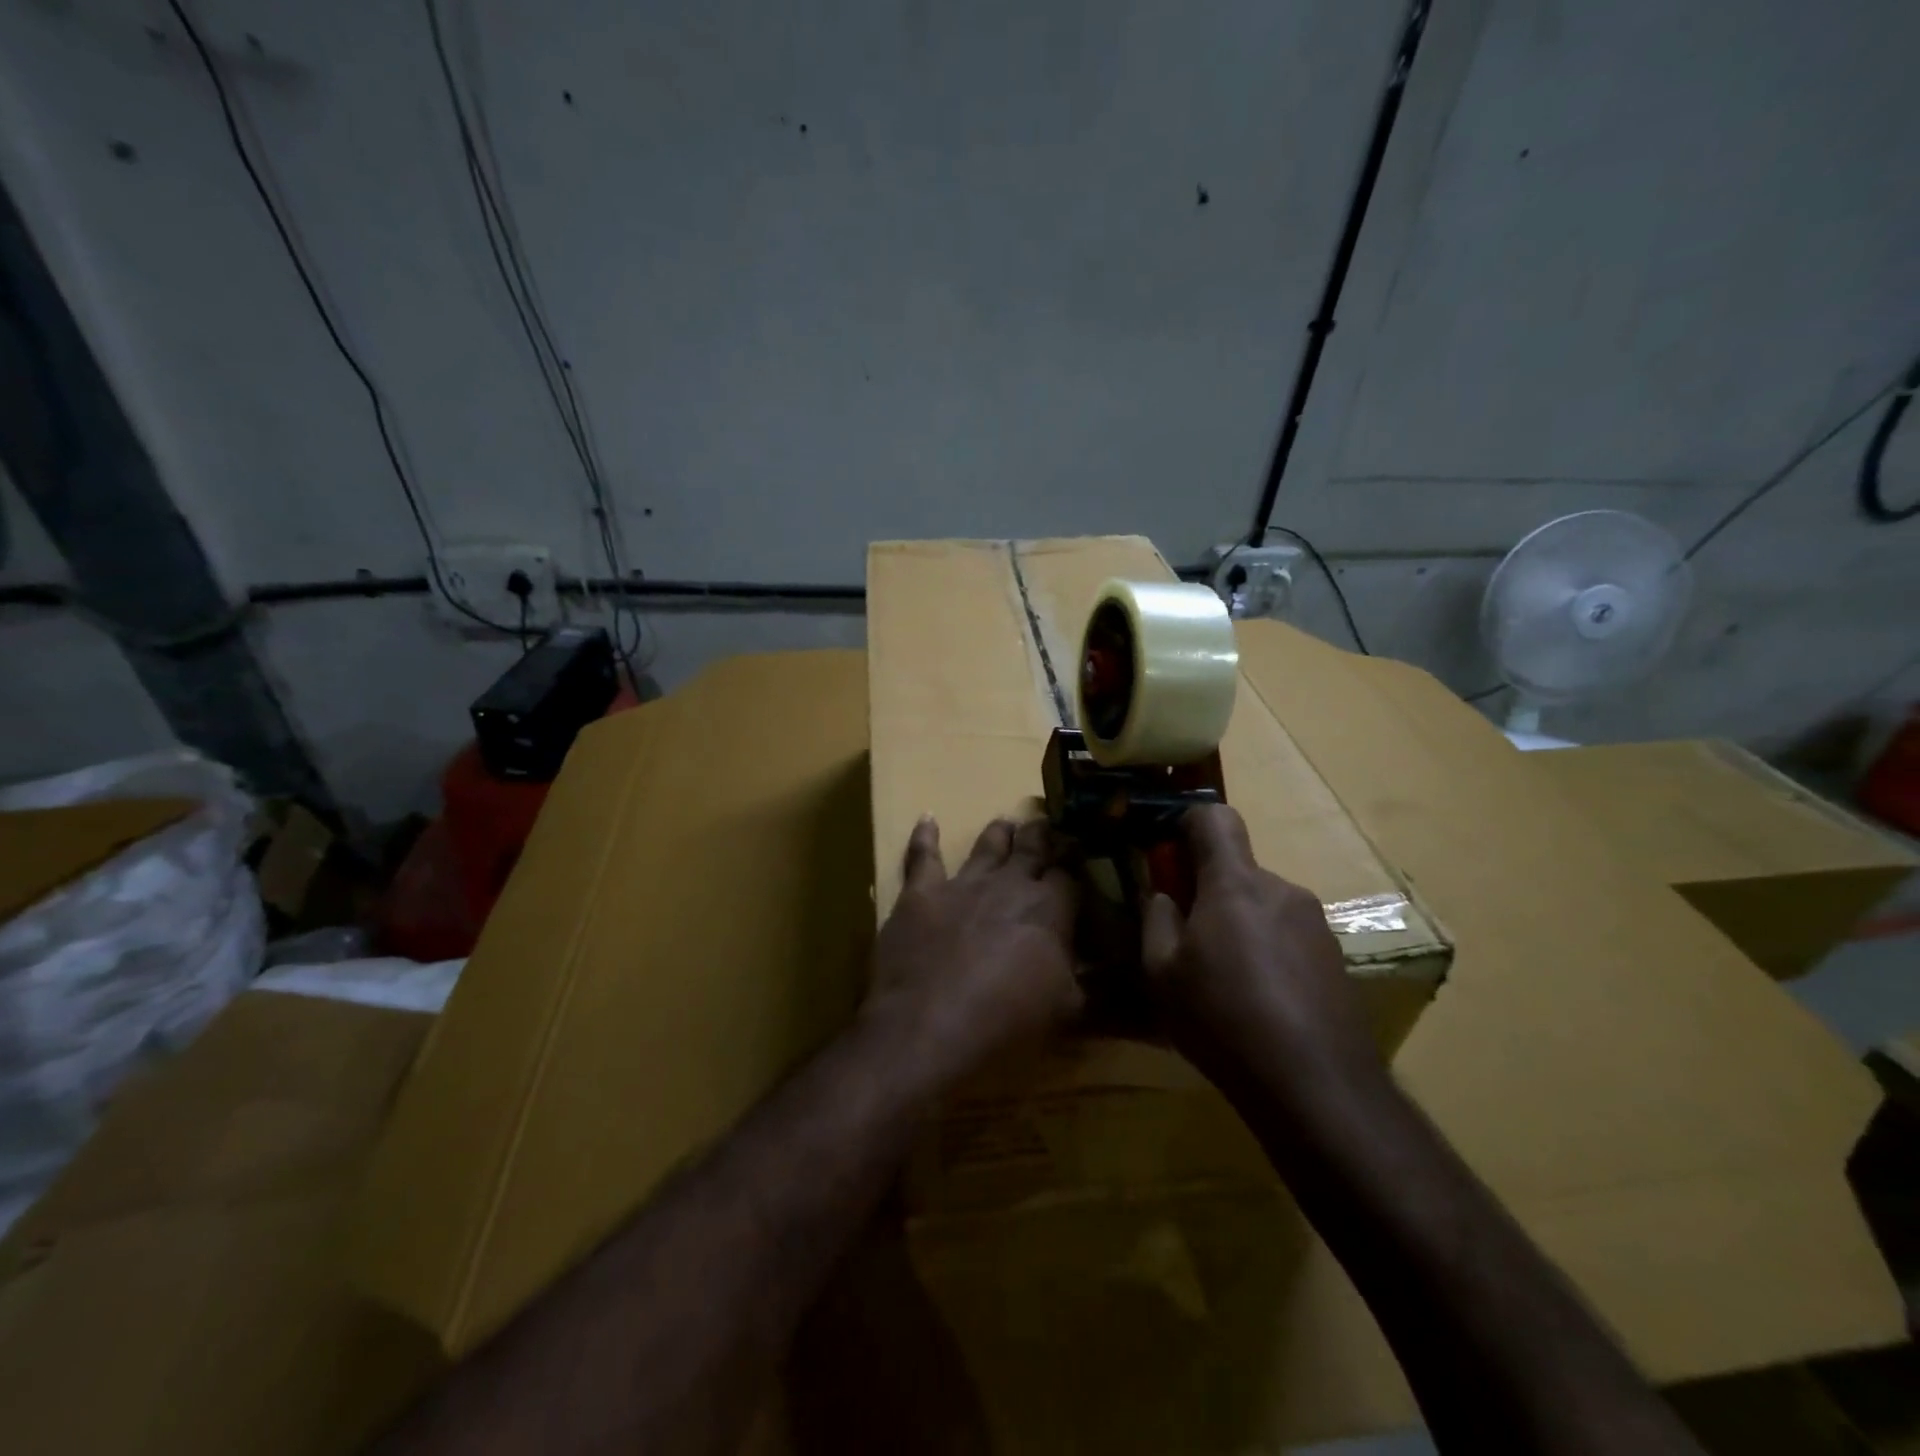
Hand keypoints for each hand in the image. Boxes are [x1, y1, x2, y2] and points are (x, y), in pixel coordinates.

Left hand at [871, 816, 1081, 1079]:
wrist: (928, 1028)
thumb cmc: (1006, 1025)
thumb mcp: (1067, 1013)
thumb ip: (1089, 984)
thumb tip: (1113, 972)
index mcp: (1049, 909)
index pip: (1070, 874)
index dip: (1076, 864)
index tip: (1081, 855)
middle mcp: (1009, 885)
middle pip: (1031, 848)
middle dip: (1042, 835)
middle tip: (1048, 823)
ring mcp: (963, 885)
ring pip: (987, 845)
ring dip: (999, 833)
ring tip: (1006, 823)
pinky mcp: (921, 894)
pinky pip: (922, 856)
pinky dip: (925, 836)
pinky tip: (927, 818)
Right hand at [1141, 804, 1382, 1103]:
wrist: (1317, 1086)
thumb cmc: (1223, 1019)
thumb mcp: (1161, 973)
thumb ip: (1156, 919)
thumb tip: (1164, 896)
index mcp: (1235, 883)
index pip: (1214, 818)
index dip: (1187, 825)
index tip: (1169, 860)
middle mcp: (1281, 890)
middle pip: (1237, 869)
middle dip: (1208, 891)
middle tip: (1188, 942)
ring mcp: (1315, 924)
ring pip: (1262, 905)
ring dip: (1239, 925)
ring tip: (1226, 983)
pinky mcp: (1336, 958)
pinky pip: (1288, 936)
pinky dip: (1268, 952)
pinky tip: (1261, 1003)